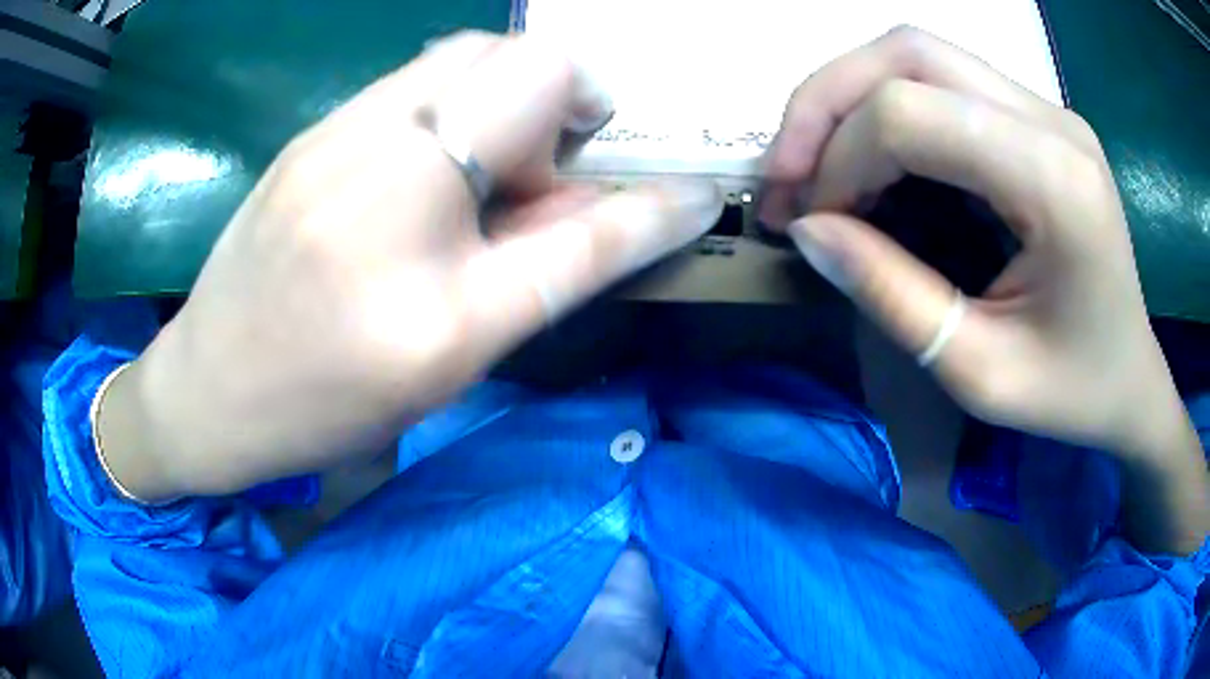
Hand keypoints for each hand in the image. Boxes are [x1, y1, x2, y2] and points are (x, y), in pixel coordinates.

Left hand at [98, 32, 721, 499]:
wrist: (208, 391)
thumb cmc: (324, 400)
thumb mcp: (452, 356)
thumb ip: (552, 266)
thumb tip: (630, 208)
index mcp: (417, 240)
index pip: (572, 171)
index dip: (638, 172)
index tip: (668, 185)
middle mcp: (376, 155)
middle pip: (514, 60)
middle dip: (559, 110)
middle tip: (541, 182)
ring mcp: (334, 131)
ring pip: (462, 60)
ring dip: (507, 102)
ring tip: (487, 175)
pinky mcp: (312, 133)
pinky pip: (413, 84)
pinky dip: (454, 108)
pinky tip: (431, 171)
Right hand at [763, 27, 1206, 552]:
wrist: (1130, 378)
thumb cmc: (1071, 392)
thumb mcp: (980, 375)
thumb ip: (894, 298)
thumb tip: (809, 231)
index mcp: (1056, 182)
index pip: (911, 114)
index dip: (839, 160)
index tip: (812, 225)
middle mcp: (1051, 120)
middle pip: (906, 53)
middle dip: (824, 104)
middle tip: (786, 174)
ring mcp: (1045, 109)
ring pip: (915, 52)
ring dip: (848, 98)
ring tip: (817, 166)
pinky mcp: (1035, 116)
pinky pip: (940, 80)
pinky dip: (884, 109)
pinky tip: (872, 162)